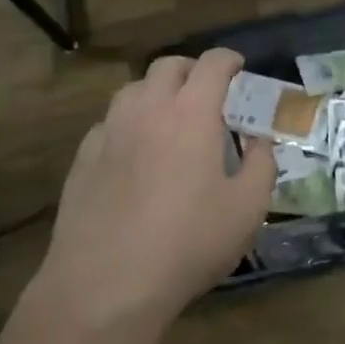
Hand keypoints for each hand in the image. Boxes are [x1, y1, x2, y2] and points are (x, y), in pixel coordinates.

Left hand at [36, 48, 273, 336]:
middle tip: (206, 93)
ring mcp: (109, 131)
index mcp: (191, 112)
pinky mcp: (83, 157)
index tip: (238, 68)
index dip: (229, 59)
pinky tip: (134, 153)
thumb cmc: (188, 243)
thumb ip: (261, 165)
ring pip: (133, 89)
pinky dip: (128, 124)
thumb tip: (258, 141)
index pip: (211, 64)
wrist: (106, 284)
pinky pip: (109, 123)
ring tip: (169, 118)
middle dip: (191, 70)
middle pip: (167, 66)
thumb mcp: (247, 209)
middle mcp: (147, 108)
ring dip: (156, 92)